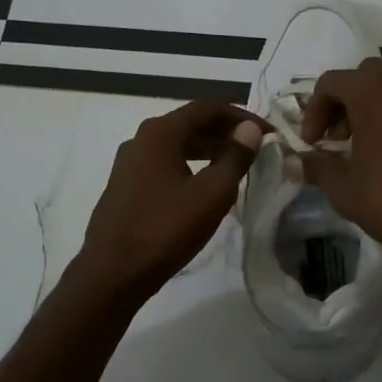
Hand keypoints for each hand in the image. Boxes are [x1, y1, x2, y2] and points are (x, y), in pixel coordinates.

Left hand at [77, 99, 266, 305]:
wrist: (111, 273)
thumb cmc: (166, 229)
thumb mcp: (212, 193)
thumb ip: (235, 157)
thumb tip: (250, 129)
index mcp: (161, 132)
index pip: (208, 107)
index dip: (242, 116)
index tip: (269, 133)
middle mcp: (141, 139)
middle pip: (191, 123)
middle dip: (226, 132)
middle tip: (257, 148)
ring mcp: (129, 163)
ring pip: (177, 144)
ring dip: (209, 149)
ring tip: (237, 166)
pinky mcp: (125, 185)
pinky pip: (165, 163)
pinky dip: (190, 165)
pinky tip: (205, 186)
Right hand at [298, 58, 381, 280]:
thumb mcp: (346, 190)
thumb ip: (317, 167)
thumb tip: (294, 162)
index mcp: (374, 91)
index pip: (331, 82)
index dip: (314, 110)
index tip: (313, 143)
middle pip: (365, 76)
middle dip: (344, 102)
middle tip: (338, 138)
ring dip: (373, 107)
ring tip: (366, 147)